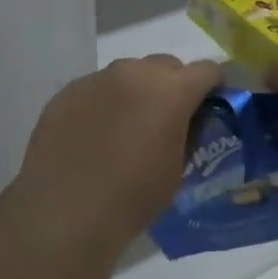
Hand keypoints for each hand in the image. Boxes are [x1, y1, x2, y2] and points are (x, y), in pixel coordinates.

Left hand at [17, 55, 223, 247]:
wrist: (63, 213)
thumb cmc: (132, 197)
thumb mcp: (177, 168)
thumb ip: (187, 133)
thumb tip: (188, 121)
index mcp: (171, 90)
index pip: (207, 70)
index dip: (214, 85)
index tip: (211, 104)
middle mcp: (135, 72)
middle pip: (166, 65)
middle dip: (173, 85)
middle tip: (167, 118)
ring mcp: (97, 79)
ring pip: (128, 74)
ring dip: (136, 91)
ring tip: (126, 127)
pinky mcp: (66, 92)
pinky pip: (96, 88)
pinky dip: (104, 103)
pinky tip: (94, 134)